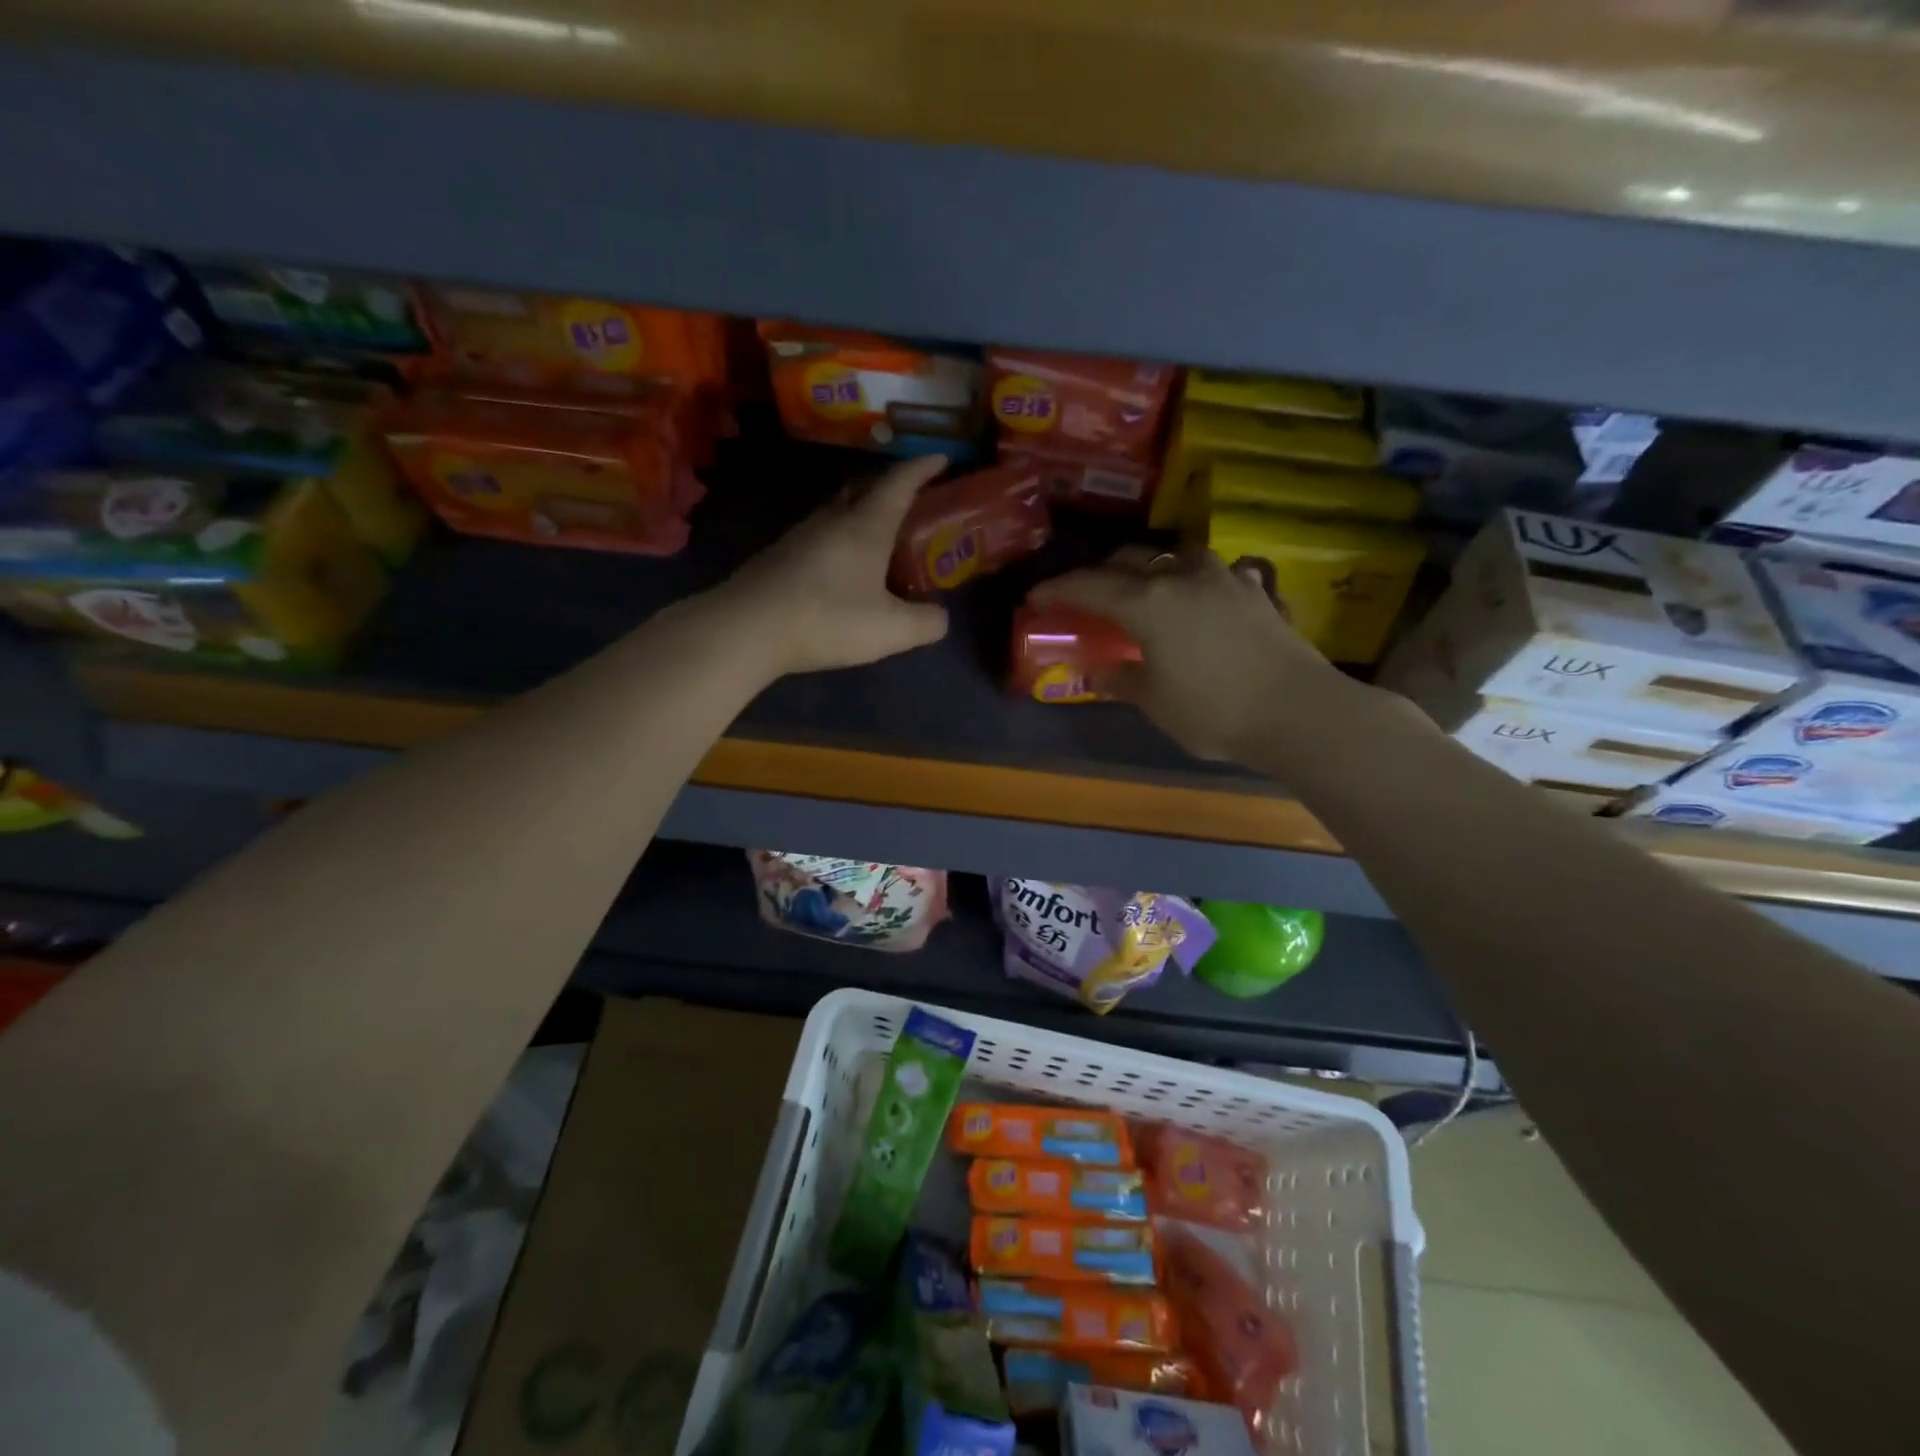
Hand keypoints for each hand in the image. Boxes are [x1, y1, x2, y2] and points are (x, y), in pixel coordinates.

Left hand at [718, 455, 950, 675]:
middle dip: (891, 487)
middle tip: (913, 500)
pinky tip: (844, 567)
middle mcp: (833, 519)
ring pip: (839, 510)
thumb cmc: (827, 619)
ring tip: (881, 535)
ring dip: (863, 513)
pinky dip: (842, 538)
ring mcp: (801, 535)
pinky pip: (821, 534)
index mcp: (866, 526)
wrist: (747, 628)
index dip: (923, 467)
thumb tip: (940, 616)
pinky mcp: (780, 556)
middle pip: (865, 488)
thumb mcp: (891, 630)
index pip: (900, 482)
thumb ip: (926, 623)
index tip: (942, 457)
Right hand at [1029, 547, 1343, 760]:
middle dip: (1103, 572)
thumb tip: (1098, 672)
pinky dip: (1197, 581)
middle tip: (1089, 593)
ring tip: (1147, 588)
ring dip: (1153, 567)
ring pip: (1176, 555)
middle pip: (1131, 559)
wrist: (1299, 712)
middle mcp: (1182, 577)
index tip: (1036, 596)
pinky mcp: (1257, 591)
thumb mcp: (1155, 703)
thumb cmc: (1214, 710)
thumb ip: (1123, 680)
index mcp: (1148, 603)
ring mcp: (1224, 578)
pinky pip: (1216, 573)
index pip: (1089, 586)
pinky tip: (1202, 599)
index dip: (1058, 589)